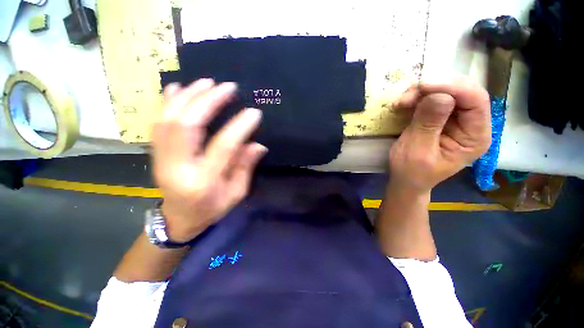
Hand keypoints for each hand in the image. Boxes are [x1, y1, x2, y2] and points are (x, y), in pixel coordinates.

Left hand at [151, 79, 266, 241]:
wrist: (179, 219)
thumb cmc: (212, 209)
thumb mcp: (236, 193)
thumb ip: (246, 167)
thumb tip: (258, 144)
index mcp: (203, 181)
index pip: (223, 147)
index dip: (239, 126)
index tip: (254, 112)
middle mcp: (178, 167)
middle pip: (187, 125)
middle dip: (207, 101)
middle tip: (227, 87)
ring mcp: (161, 159)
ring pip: (169, 119)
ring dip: (188, 97)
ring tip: (206, 82)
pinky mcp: (156, 154)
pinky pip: (158, 123)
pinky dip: (168, 102)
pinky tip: (177, 87)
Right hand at [389, 78, 490, 193]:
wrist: (405, 179)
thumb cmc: (411, 171)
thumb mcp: (417, 151)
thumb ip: (428, 124)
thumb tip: (438, 95)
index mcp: (475, 137)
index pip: (476, 100)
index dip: (452, 87)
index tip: (422, 87)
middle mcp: (472, 124)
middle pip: (463, 91)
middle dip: (435, 88)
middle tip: (407, 97)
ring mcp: (456, 120)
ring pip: (447, 91)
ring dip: (423, 92)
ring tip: (402, 102)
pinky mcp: (441, 118)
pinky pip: (434, 98)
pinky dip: (418, 97)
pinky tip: (404, 104)